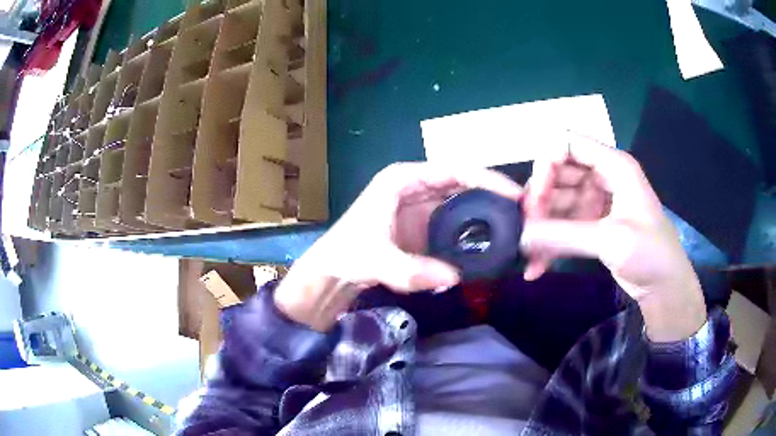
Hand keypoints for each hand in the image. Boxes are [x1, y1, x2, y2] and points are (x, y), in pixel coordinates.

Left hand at [274, 163, 522, 330]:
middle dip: (493, 196)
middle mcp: (417, 186)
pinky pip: (456, 224)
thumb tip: (453, 278)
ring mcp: (422, 206)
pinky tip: (491, 243)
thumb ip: (412, 270)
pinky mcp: (425, 226)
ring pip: (463, 203)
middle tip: (523, 214)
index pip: (453, 170)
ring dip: (486, 214)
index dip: (486, 179)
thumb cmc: (348, 254)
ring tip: (515, 228)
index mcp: (403, 179)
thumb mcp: (376, 259)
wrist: (334, 271)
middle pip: (463, 183)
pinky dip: (473, 232)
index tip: (514, 194)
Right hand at [520, 135, 706, 341]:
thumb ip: (565, 235)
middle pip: (558, 174)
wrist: (663, 286)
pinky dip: (549, 245)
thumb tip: (520, 234)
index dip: (546, 163)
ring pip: (557, 203)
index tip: (535, 198)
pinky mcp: (592, 226)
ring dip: (541, 228)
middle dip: (540, 200)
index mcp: (613, 166)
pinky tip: (536, 267)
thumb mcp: (611, 240)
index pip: (569, 144)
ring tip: (528, 255)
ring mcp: (596, 203)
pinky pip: (563, 227)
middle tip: (526, 229)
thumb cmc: (649, 253)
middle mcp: (602, 178)